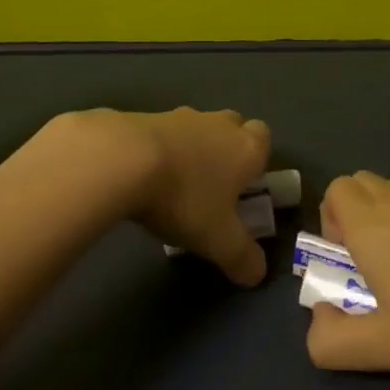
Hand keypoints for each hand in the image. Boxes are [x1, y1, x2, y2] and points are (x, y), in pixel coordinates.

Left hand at [61, 107, 271, 285]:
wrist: (125, 159)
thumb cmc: (185, 198)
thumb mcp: (219, 241)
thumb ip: (243, 258)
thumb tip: (257, 273)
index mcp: (244, 147)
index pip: (264, 137)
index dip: (258, 159)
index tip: (245, 186)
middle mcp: (218, 124)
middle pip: (232, 126)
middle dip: (227, 150)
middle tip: (214, 185)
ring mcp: (181, 116)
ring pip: (197, 128)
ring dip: (193, 149)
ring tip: (177, 185)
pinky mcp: (147, 117)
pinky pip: (164, 133)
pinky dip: (162, 150)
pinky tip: (147, 176)